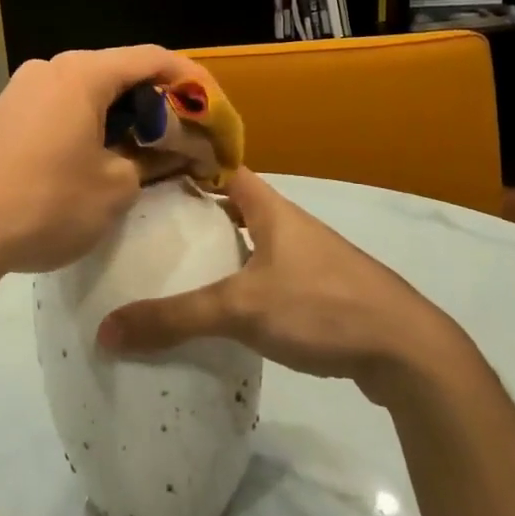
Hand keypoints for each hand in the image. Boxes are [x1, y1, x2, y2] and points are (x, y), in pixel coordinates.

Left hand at [0, 45, 214, 279]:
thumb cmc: (48, 205)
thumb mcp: (115, 188)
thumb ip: (148, 157)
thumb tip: (163, 148)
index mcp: (82, 74)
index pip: (151, 58)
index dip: (190, 78)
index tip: (213, 106)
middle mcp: (49, 68)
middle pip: (118, 71)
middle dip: (155, 100)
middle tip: (182, 134)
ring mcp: (20, 89)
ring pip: (86, 90)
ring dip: (120, 113)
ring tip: (144, 148)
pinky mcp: (3, 114)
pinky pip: (59, 106)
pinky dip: (88, 122)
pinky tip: (97, 155)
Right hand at [95, 168, 468, 403]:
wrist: (408, 353)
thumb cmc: (322, 307)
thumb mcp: (241, 309)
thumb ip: (175, 319)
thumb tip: (106, 331)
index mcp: (272, 209)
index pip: (224, 168)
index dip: (189, 163)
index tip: (148, 170)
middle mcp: (290, 226)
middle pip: (235, 206)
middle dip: (195, 211)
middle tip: (148, 224)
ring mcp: (309, 260)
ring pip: (252, 242)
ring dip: (219, 249)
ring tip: (173, 265)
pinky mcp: (321, 293)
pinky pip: (268, 275)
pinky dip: (241, 281)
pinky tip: (220, 309)